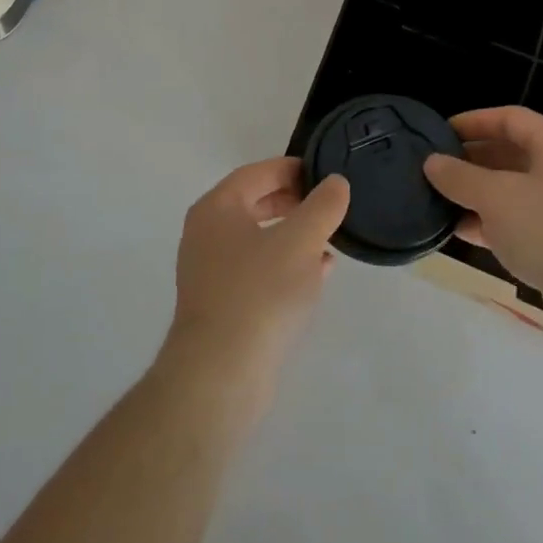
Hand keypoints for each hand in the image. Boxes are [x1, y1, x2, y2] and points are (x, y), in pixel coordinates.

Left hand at [161, 158, 349, 405]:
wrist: (220, 373)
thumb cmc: (259, 293)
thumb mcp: (300, 241)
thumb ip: (322, 206)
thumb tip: (335, 182)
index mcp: (217, 207)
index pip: (258, 173)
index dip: (293, 169)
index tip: (326, 173)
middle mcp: (206, 233)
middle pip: (255, 203)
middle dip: (295, 203)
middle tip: (329, 205)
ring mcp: (210, 270)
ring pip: (258, 238)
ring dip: (293, 235)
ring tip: (329, 240)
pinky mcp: (221, 302)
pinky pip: (257, 270)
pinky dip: (284, 265)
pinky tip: (316, 275)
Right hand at [423, 107, 542, 335]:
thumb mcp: (496, 197)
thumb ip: (460, 177)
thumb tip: (432, 162)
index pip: (510, 119)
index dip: (473, 121)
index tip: (439, 133)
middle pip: (512, 154)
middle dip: (472, 161)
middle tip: (435, 169)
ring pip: (514, 192)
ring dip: (478, 195)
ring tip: (440, 201)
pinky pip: (521, 224)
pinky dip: (493, 225)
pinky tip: (463, 233)